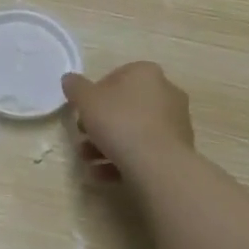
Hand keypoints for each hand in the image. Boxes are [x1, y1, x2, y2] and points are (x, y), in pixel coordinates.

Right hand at [61, 62, 193, 178]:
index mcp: (146, 73)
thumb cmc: (120, 122)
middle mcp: (166, 93)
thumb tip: (70, 79)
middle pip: (124, 107)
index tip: (82, 113)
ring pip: (133, 132)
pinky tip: (103, 175)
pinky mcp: (178, 152)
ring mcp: (175, 124)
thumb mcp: (86, 100)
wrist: (158, 166)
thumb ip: (75, 87)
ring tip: (88, 162)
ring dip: (107, 146)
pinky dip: (123, 162)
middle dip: (99, 125)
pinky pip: (145, 152)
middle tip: (82, 139)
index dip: (94, 95)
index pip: (115, 77)